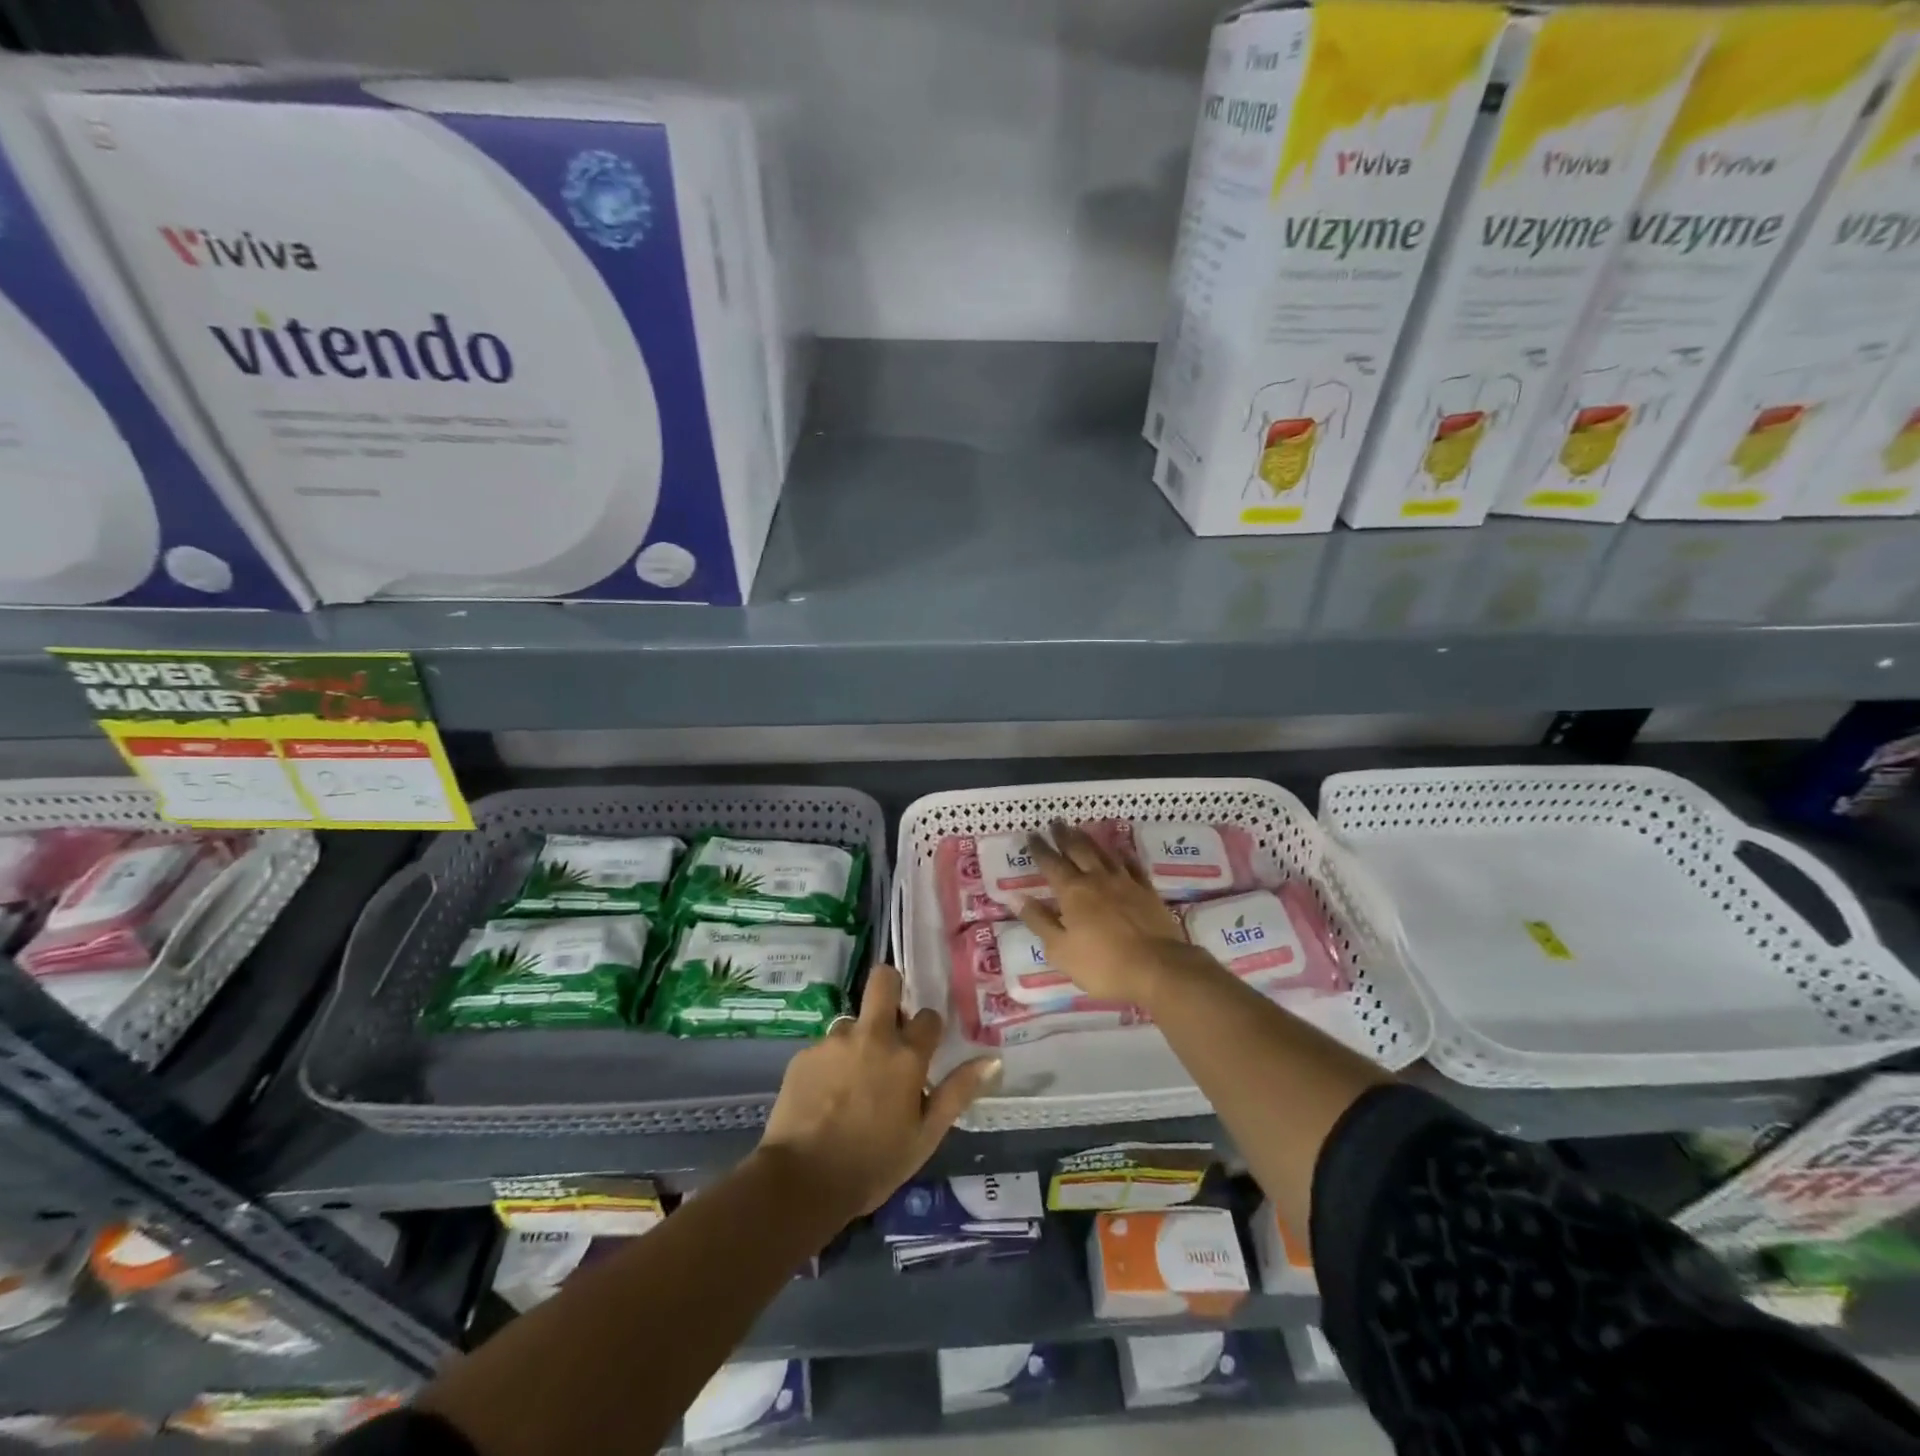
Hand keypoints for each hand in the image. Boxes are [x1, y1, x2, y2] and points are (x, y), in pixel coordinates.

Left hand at [756, 965, 998, 1217]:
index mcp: (906, 1055)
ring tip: (852, 1082)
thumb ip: (958, 1092)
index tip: (924, 1049)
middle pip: (884, 981)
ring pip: (853, 1022)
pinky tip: (826, 1097)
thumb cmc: (874, 1164)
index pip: (929, 1017)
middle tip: (890, 1024)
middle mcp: (872, 1035)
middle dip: (890, 989)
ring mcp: (834, 1041)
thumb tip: (992, 1060)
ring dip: (858, 1041)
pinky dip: (831, 1064)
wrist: (802, 1181)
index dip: (928, 1030)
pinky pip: (825, 1047)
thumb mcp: (925, 1136)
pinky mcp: (804, 1054)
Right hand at [1016, 822, 1189, 1004]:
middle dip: (1064, 835)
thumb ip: (1039, 921)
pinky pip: (1132, 865)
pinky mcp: (1147, 891)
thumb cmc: (1102, 964)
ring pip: (1104, 853)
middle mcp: (1097, 878)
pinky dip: (1123, 855)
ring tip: (1080, 830)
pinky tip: (1120, 852)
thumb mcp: (1060, 950)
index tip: (1032, 835)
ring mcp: (1125, 882)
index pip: (1051, 863)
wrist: (1158, 968)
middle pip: (1078, 850)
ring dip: (1089, 840)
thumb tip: (1016, 897)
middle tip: (1056, 822)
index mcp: (1072, 892)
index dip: (1040, 848)